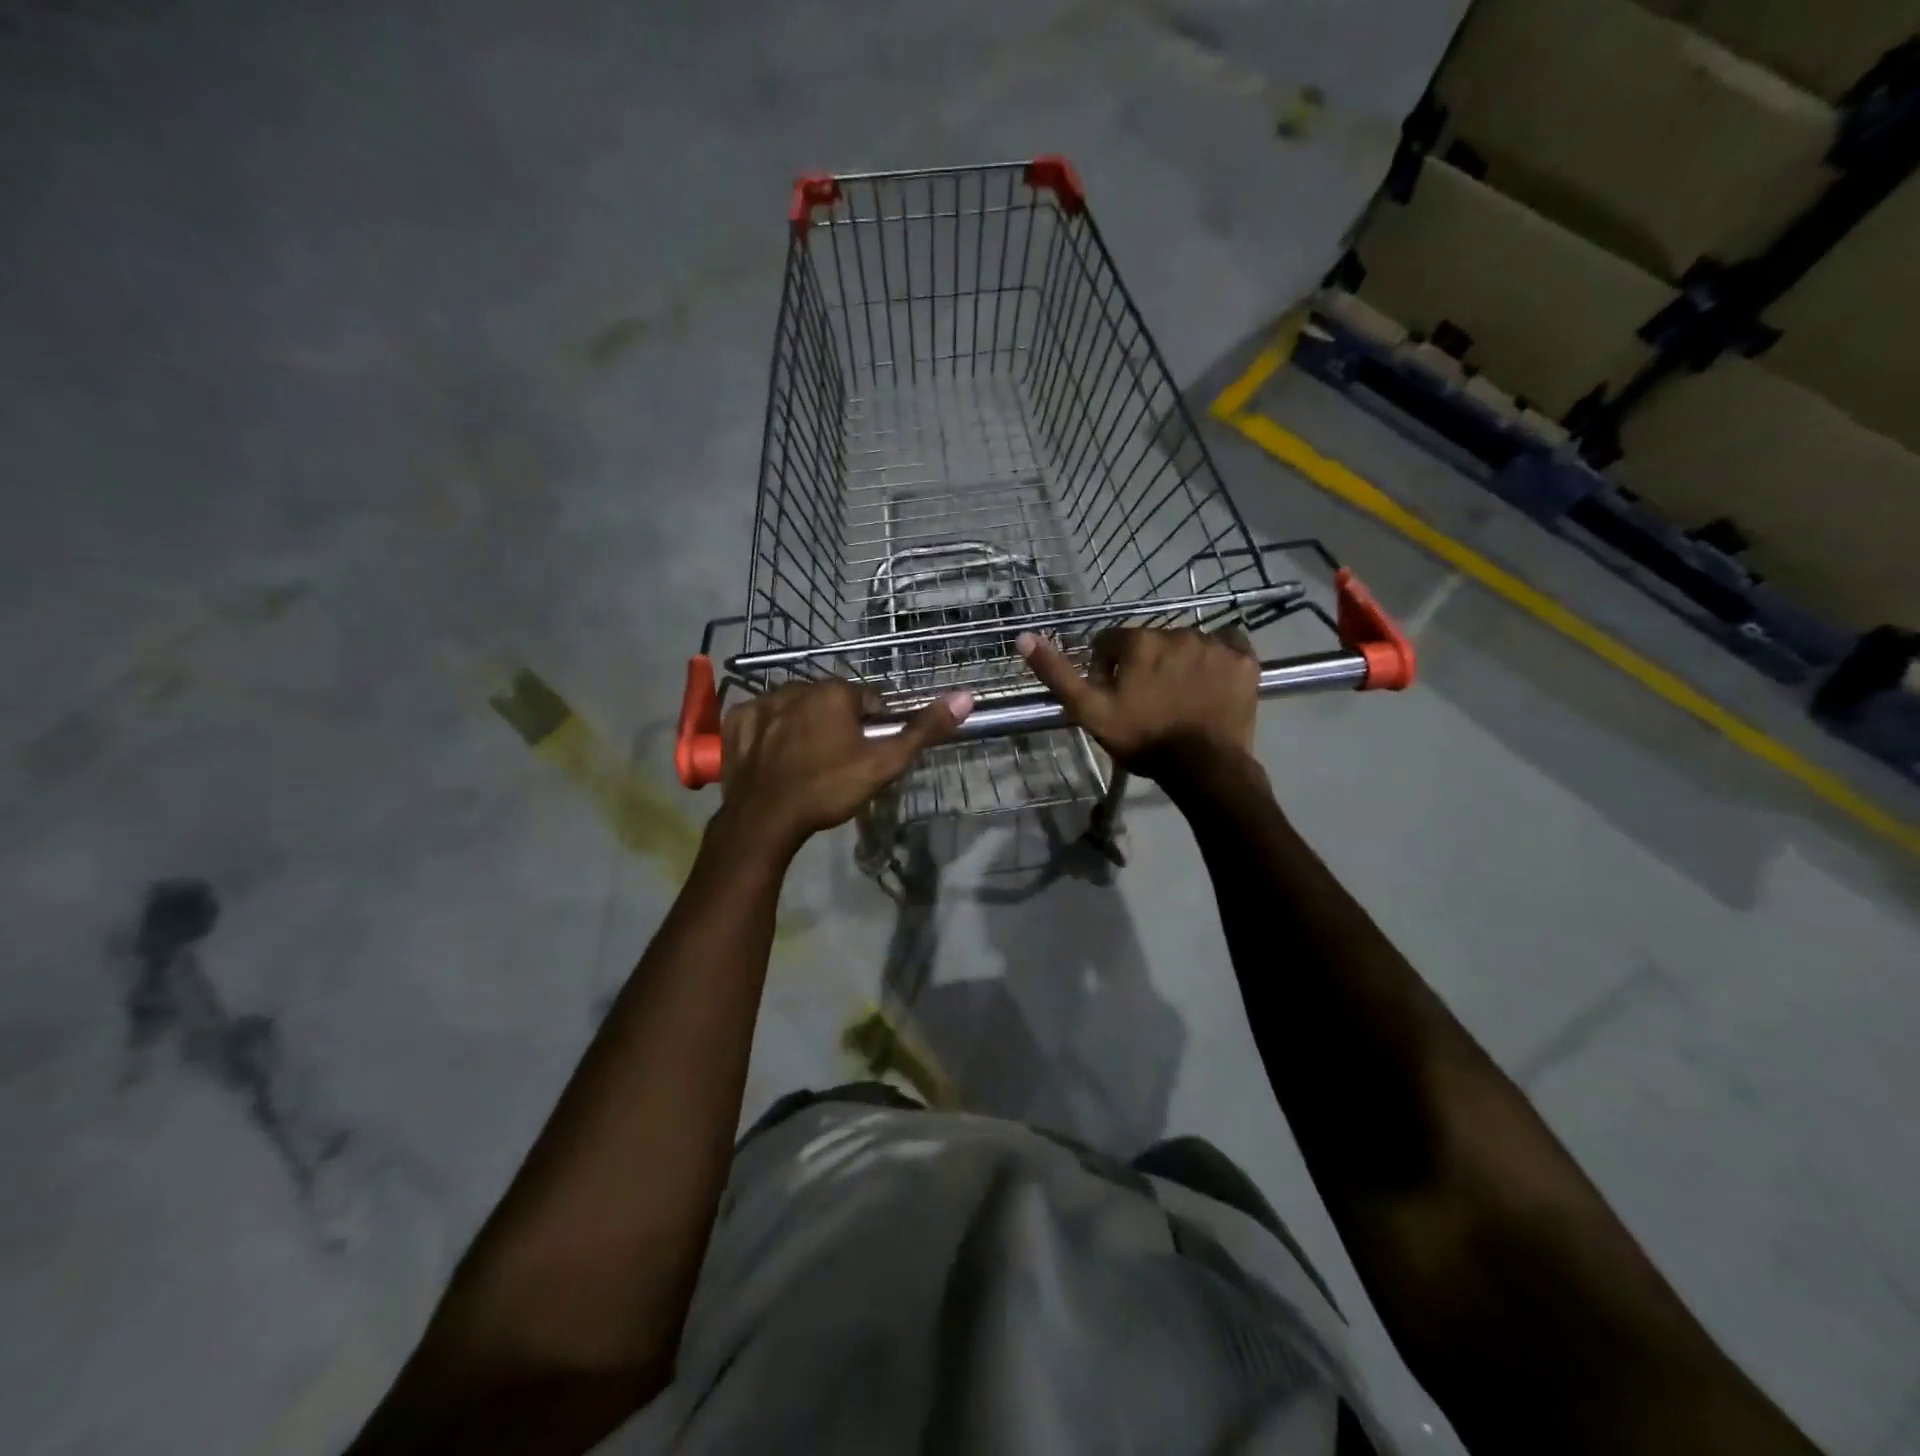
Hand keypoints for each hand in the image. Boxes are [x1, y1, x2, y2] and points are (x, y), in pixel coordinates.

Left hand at [716, 679, 972, 855]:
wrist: (764, 820)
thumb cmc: (828, 789)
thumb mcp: (884, 764)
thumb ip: (923, 730)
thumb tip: (966, 697)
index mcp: (834, 692)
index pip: (868, 700)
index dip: (872, 727)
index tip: (866, 754)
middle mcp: (797, 686)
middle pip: (830, 701)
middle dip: (837, 723)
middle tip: (837, 762)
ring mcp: (761, 702)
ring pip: (796, 707)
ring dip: (804, 724)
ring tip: (805, 762)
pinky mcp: (737, 721)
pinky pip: (762, 717)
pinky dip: (770, 731)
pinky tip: (775, 756)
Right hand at [1018, 626, 1257, 778]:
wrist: (1203, 767)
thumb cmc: (1142, 739)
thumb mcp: (1089, 711)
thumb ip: (1057, 674)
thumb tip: (1024, 636)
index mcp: (1138, 642)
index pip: (1111, 642)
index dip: (1108, 668)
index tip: (1115, 696)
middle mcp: (1176, 632)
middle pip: (1150, 642)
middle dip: (1145, 665)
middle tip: (1148, 702)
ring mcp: (1213, 644)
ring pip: (1186, 645)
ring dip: (1179, 663)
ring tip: (1180, 699)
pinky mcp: (1243, 659)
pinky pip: (1227, 645)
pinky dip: (1218, 659)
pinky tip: (1212, 683)